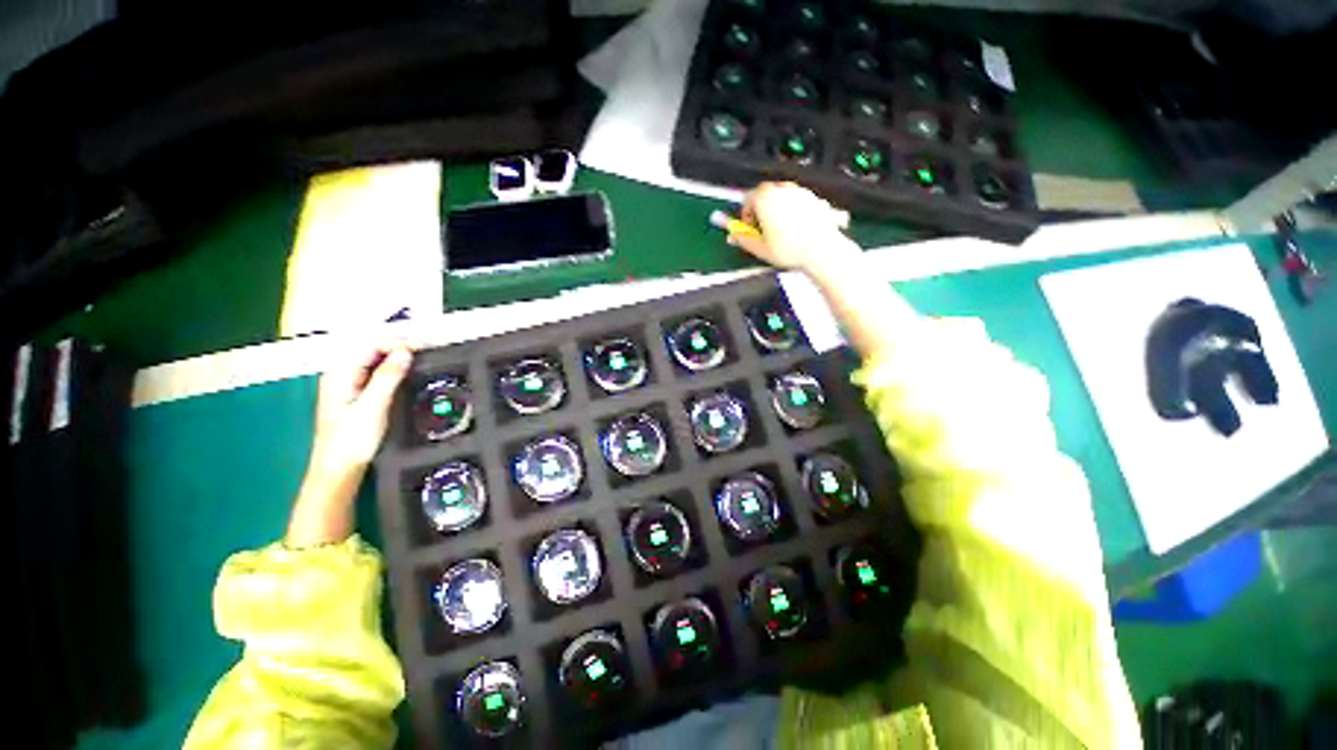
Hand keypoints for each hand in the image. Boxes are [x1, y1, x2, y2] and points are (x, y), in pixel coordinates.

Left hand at [309, 343, 412, 475]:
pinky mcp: (358, 392)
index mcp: (340, 373)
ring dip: (399, 355)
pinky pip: (377, 370)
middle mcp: (342, 373)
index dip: (398, 342)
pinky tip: (408, 370)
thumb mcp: (372, 407)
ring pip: (376, 358)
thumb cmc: (351, 440)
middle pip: (372, 348)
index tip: (425, 347)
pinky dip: (395, 367)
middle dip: (400, 344)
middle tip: (429, 349)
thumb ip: (387, 377)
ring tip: (424, 356)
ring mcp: (349, 383)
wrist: (340, 469)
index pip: (371, 344)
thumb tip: (405, 352)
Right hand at [728, 182, 851, 270]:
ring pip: (781, 197)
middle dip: (760, 210)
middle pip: (764, 194)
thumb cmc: (791, 249)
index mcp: (765, 199)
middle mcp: (782, 190)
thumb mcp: (760, 248)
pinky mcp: (813, 198)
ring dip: (776, 210)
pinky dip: (792, 211)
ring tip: (779, 231)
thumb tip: (733, 236)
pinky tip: (795, 230)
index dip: (745, 214)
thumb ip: (742, 239)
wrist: (821, 249)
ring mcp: (799, 192)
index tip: (749, 227)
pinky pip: (797, 201)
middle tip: (762, 229)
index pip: (747, 199)